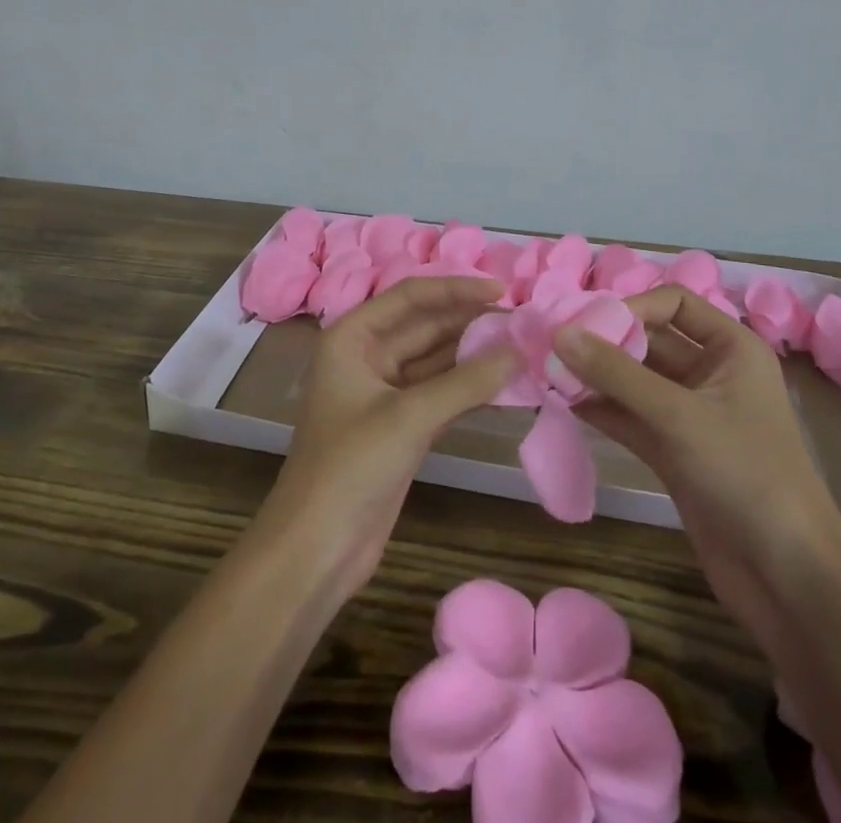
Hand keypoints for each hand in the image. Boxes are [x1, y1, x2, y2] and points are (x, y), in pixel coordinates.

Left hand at [252, 276, 514, 602]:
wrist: (316, 551)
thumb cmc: (350, 468)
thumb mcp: (409, 418)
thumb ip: (466, 381)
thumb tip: (519, 350)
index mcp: (353, 336)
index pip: (412, 297)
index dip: (457, 288)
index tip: (504, 290)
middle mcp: (368, 355)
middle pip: (426, 325)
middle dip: (471, 320)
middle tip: (524, 318)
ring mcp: (386, 392)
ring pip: (437, 360)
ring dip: (475, 354)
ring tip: (524, 344)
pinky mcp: (402, 426)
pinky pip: (442, 393)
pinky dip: (471, 387)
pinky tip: (507, 383)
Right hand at [555, 284, 840, 639]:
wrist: (788, 579)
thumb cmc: (745, 475)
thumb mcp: (679, 416)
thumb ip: (615, 373)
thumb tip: (559, 333)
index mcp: (731, 349)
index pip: (674, 303)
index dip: (632, 307)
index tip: (588, 325)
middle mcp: (711, 374)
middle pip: (649, 340)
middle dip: (604, 341)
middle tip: (553, 345)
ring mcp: (690, 415)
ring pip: (634, 381)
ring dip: (595, 376)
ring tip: (550, 373)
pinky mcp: (673, 452)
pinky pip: (630, 417)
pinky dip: (601, 409)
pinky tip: (565, 404)